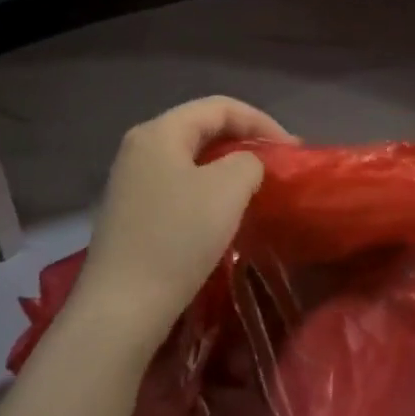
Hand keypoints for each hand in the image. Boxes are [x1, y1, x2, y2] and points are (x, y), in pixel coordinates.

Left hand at [71, 97, 292, 354]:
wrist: (122, 308)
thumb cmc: (178, 237)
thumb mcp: (229, 188)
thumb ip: (249, 161)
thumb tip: (245, 166)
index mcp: (159, 131)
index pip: (220, 106)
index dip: (262, 121)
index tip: (292, 150)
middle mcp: (140, 147)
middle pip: (203, 128)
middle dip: (245, 141)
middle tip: (277, 164)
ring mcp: (131, 181)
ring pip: (191, 158)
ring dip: (228, 167)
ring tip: (257, 186)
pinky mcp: (131, 212)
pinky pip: (179, 184)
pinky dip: (208, 189)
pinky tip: (224, 212)